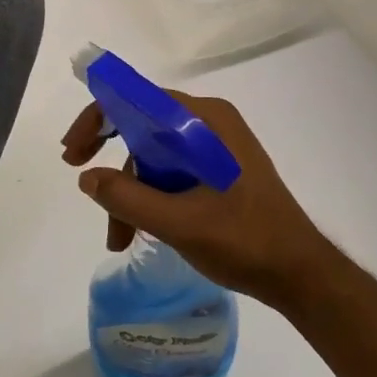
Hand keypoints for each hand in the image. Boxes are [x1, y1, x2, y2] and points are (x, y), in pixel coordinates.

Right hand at [62, 92, 328, 310]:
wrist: (303, 276)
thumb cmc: (246, 241)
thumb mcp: (180, 223)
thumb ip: (128, 198)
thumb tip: (87, 179)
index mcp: (203, 120)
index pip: (137, 100)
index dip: (97, 119)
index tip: (73, 153)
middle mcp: (208, 123)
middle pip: (142, 127)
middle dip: (112, 164)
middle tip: (83, 183)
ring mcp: (215, 147)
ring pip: (154, 156)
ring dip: (130, 192)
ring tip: (118, 239)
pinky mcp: (218, 170)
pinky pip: (171, 171)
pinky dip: (151, 197)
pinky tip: (141, 231)